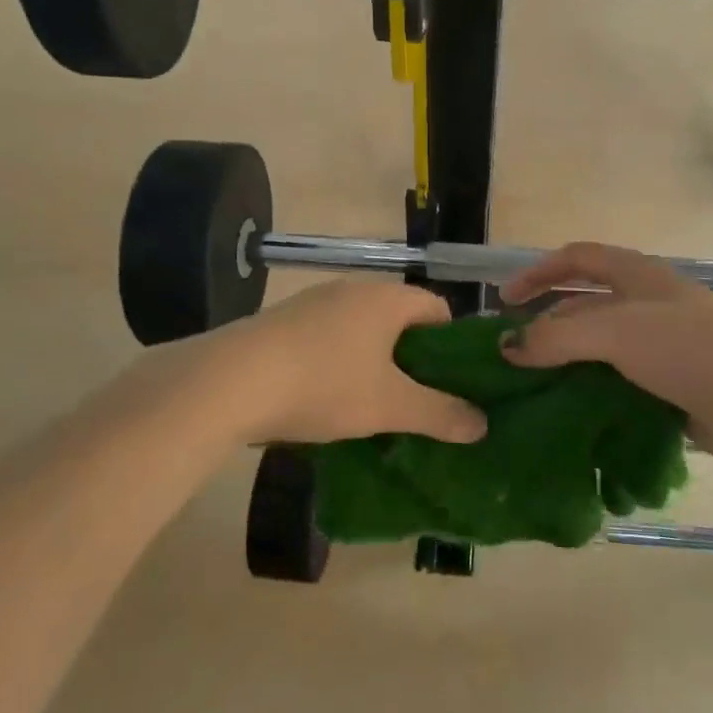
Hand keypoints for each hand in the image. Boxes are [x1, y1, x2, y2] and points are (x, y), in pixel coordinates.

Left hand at [201, 280, 486, 446]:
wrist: (231, 380)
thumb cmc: (324, 383)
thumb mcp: (389, 406)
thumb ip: (439, 414)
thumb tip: (481, 424)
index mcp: (386, 298)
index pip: (437, 308)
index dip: (451, 343)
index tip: (452, 381)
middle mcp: (353, 288)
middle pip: (399, 318)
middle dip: (412, 357)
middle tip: (417, 399)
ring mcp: (314, 301)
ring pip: (361, 328)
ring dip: (374, 361)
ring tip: (373, 404)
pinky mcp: (284, 320)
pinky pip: (328, 336)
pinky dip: (339, 361)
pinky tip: (327, 396)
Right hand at [498, 243, 712, 478]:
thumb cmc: (688, 350)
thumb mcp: (615, 332)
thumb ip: (556, 336)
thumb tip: (507, 347)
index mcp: (637, 275)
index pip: (577, 258)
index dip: (538, 272)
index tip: (505, 300)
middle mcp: (647, 305)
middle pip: (584, 305)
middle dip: (547, 324)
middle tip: (513, 355)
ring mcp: (661, 347)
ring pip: (599, 348)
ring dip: (566, 364)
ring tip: (532, 388)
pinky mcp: (670, 386)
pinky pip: (618, 383)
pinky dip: (591, 392)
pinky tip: (568, 413)